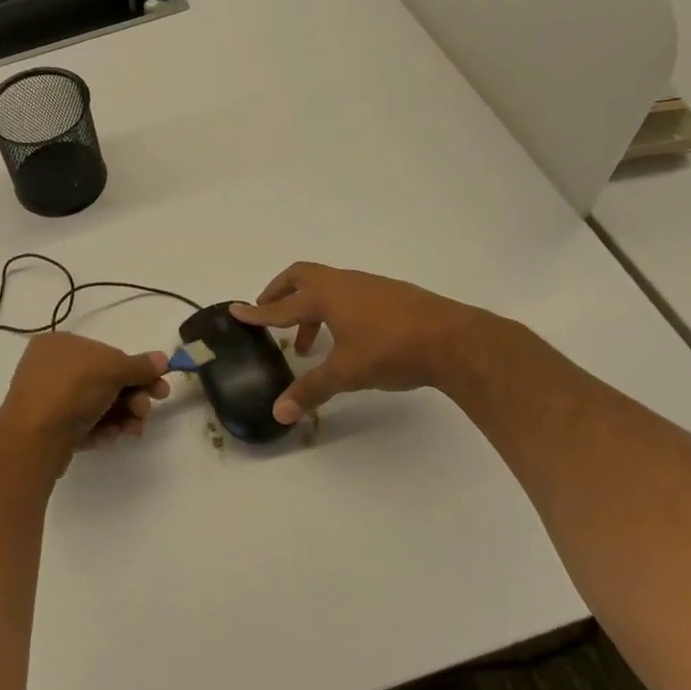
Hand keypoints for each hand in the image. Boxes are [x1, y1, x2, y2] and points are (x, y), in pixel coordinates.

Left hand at [0, 332, 171, 453]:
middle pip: (104, 380)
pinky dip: (102, 430)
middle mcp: (50, 367)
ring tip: (133, 429)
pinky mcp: (50, 429)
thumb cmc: (71, 389)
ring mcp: (48, 399)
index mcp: (58, 343)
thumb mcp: (112, 369)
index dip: (134, 369)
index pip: (105, 352)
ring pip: (97, 405)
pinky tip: (110, 437)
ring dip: (122, 416)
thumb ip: (140, 365)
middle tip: (146, 411)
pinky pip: (83, 424)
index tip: (157, 385)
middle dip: (132, 397)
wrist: (33, 439)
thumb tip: (162, 359)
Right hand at [232, 263, 485, 424]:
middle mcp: (344, 283)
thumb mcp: (346, 372)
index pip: (282, 306)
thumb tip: (279, 413)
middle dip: (280, 293)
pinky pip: (348, 294)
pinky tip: (345, 338)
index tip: (236, 311)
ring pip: (327, 287)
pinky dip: (334, 310)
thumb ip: (311, 390)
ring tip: (307, 343)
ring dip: (309, 308)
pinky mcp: (391, 295)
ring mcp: (369, 286)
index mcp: (326, 296)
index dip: (257, 313)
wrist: (455, 340)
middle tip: (268, 314)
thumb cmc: (391, 350)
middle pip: (301, 277)